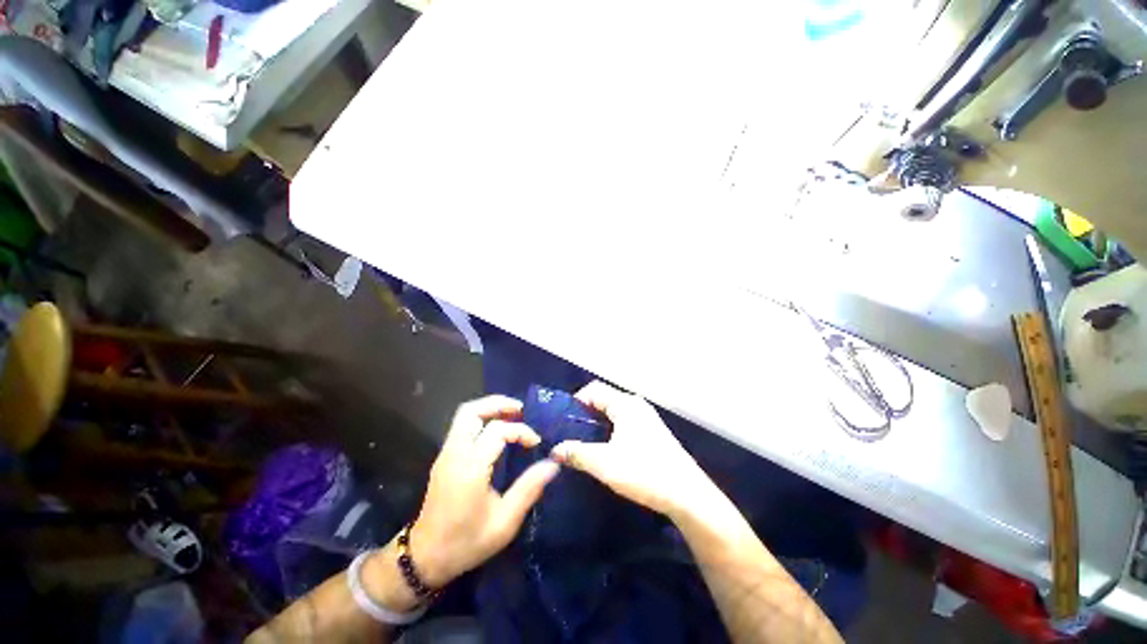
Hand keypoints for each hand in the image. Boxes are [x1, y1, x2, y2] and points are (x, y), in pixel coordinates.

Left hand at [408, 395, 559, 587]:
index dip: (521, 431)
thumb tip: (553, 463)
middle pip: (472, 411)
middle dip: (498, 404)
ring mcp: (446, 454)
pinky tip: (497, 431)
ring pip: (464, 415)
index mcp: (470, 467)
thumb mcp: (505, 521)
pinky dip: (481, 419)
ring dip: (489, 409)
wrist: (426, 557)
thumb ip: (530, 488)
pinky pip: (462, 426)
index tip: (536, 443)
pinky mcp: (443, 458)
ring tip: (512, 415)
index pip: (498, 430)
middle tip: (521, 410)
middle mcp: (455, 453)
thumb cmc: (467, 542)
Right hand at [551, 381, 717, 518]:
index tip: (563, 421)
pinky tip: (606, 450)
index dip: (576, 401)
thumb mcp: (605, 464)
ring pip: (614, 413)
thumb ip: (577, 454)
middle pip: (604, 399)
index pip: (594, 389)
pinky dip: (610, 430)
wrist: (688, 496)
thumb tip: (555, 449)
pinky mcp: (652, 433)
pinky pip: (624, 423)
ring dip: (597, 424)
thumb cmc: (645, 472)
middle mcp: (636, 406)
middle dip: (585, 414)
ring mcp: (647, 419)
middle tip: (569, 434)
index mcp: (626, 405)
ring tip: (583, 443)